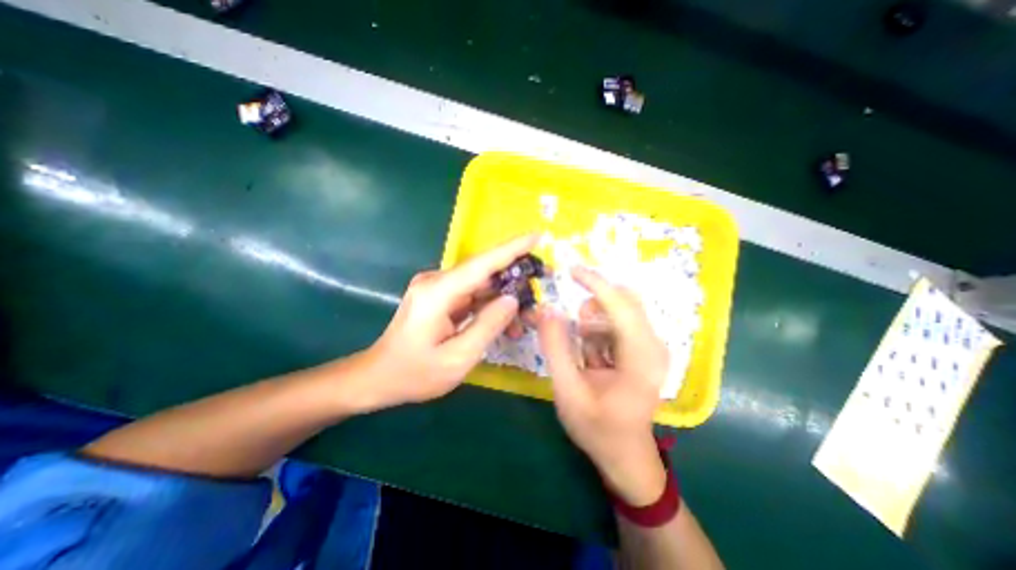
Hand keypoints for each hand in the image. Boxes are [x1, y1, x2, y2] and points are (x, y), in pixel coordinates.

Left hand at [356, 235, 539, 412]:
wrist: (378, 378)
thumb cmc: (415, 373)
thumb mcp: (457, 358)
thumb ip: (487, 326)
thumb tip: (511, 300)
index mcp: (438, 292)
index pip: (482, 264)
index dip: (511, 249)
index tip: (537, 236)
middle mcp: (437, 281)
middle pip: (484, 273)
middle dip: (514, 282)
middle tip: (538, 296)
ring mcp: (437, 288)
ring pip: (481, 286)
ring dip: (502, 300)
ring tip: (523, 322)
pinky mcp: (439, 296)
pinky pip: (472, 296)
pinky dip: (489, 307)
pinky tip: (504, 324)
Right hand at [534, 266, 673, 507]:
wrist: (626, 454)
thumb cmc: (598, 428)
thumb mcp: (568, 391)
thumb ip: (556, 348)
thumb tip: (547, 309)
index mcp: (641, 357)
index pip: (621, 305)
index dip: (595, 283)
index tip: (571, 270)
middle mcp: (653, 345)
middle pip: (625, 300)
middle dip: (593, 303)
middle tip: (573, 326)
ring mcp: (650, 345)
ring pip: (620, 309)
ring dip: (594, 320)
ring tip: (584, 353)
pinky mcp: (642, 347)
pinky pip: (617, 322)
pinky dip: (598, 329)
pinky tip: (592, 356)